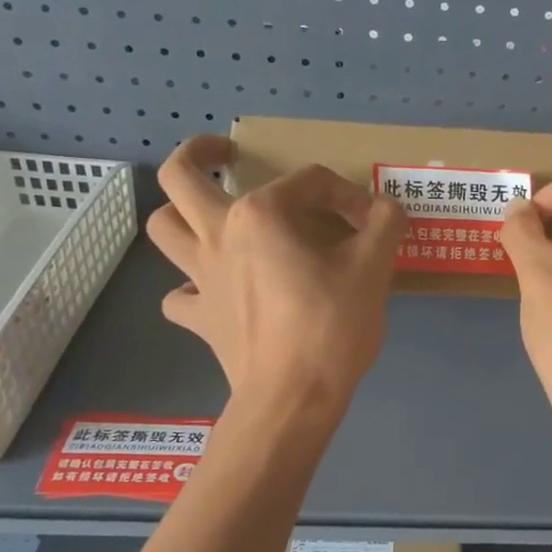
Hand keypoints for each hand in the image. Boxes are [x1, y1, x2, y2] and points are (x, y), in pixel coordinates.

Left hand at [146, 136, 405, 412]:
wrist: (293, 397)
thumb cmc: (332, 326)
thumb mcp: (374, 268)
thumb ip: (385, 225)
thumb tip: (387, 210)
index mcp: (261, 214)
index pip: (309, 181)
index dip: (348, 194)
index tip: (374, 223)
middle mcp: (218, 235)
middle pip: (181, 177)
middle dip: (199, 154)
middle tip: (225, 155)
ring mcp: (201, 279)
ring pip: (163, 228)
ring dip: (179, 213)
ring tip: (207, 214)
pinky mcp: (200, 318)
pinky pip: (180, 295)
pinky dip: (191, 287)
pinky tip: (215, 291)